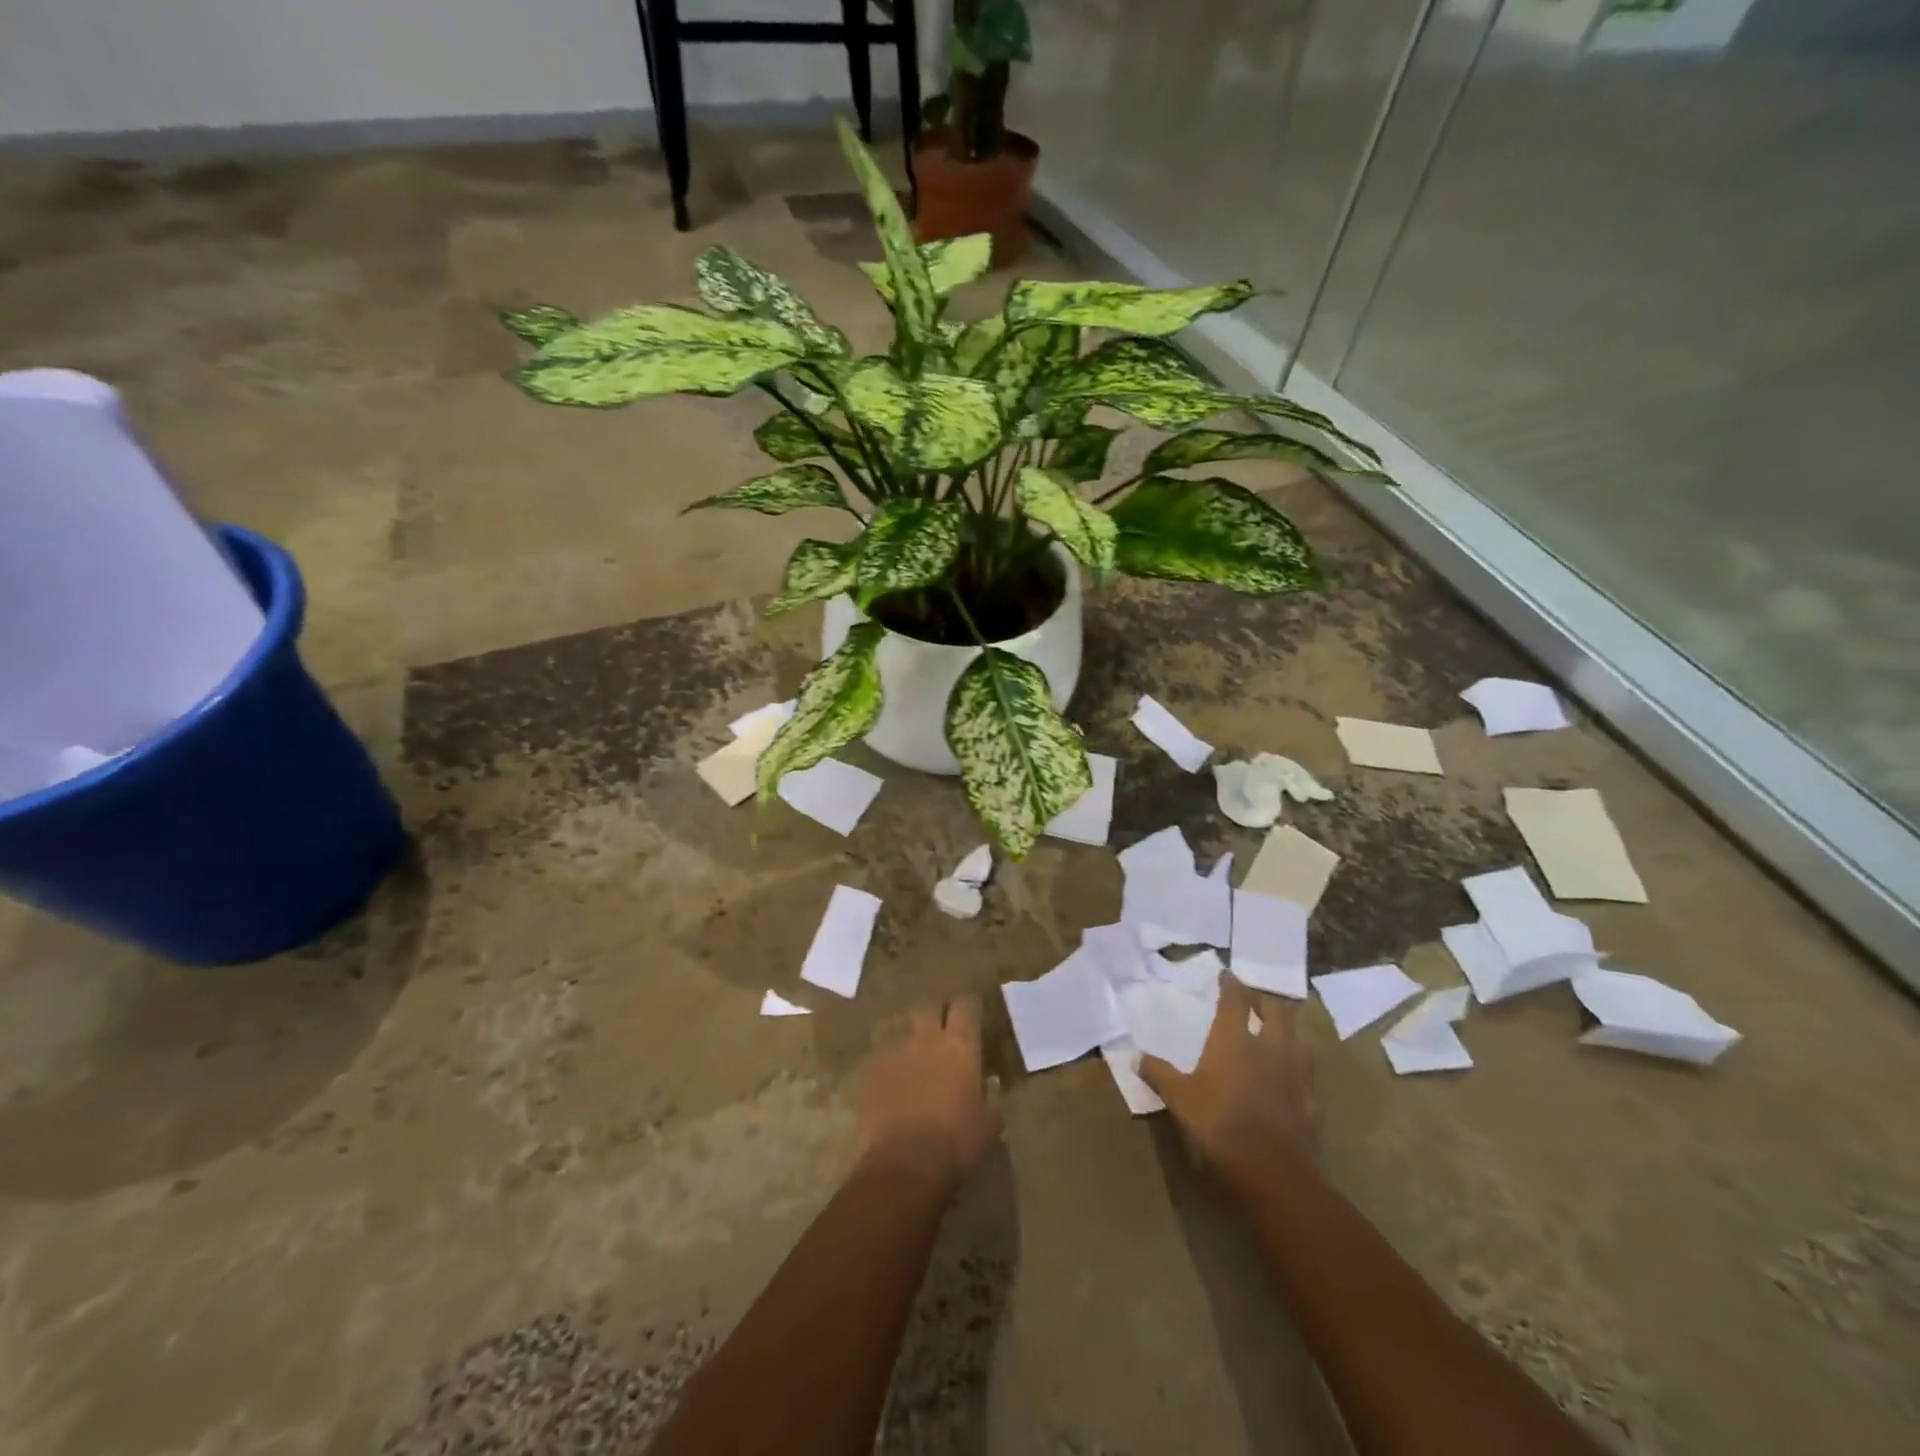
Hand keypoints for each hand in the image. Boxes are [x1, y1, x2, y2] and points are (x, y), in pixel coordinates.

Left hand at [852, 997, 1000, 1190]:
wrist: (903, 1167)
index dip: (967, 1006)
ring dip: (910, 1044)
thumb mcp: (989, 1123)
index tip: (970, 1012)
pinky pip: (881, 1059)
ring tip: (913, 1064)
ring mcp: (893, 1053)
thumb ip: (991, 1096)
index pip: (965, 1006)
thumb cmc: (955, 1144)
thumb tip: (989, 1081)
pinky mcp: (869, 1072)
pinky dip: (888, 1068)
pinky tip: (891, 1088)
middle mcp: (925, 1039)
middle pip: (928, 1007)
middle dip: (934, 1013)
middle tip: (940, 1030)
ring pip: (902, 1033)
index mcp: (959, 1047)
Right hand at [1140, 977, 1319, 1178]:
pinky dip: (1300, 1072)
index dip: (1231, 985)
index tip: (1228, 975)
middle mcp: (1270, 1048)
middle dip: (1265, 1002)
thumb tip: (1135, 1056)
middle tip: (1255, 1001)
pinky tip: (1294, 1079)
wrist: (1271, 1170)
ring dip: (1289, 1031)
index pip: (1235, 1000)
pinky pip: (1309, 1078)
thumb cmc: (1219, 1123)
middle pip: (1276, 1012)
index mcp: (1235, 1040)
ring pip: (1300, 1040)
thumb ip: (1159, 1074)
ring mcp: (1296, 1074)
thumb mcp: (1180, 1098)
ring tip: (1279, 1032)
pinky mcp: (1312, 1103)